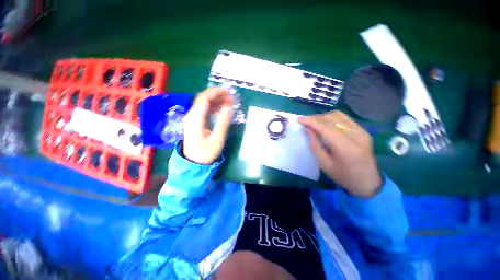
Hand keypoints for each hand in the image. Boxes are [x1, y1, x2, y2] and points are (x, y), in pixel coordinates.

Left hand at [182, 88, 233, 163]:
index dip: (215, 92)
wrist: (193, 163)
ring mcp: (192, 118)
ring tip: (229, 101)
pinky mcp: (195, 122)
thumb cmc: (206, 153)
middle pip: (203, 99)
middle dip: (217, 95)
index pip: (204, 99)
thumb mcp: (217, 139)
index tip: (228, 92)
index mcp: (195, 119)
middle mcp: (191, 115)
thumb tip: (229, 107)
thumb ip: (223, 122)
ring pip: (203, 104)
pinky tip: (221, 108)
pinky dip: (213, 107)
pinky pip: (204, 110)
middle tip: (231, 97)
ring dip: (216, 100)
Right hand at [299, 111, 381, 197]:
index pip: (326, 127)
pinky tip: (325, 124)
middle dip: (316, 118)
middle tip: (305, 122)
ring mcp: (362, 131)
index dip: (311, 121)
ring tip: (314, 122)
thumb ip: (315, 145)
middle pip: (332, 118)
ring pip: (338, 115)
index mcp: (346, 147)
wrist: (368, 181)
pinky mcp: (363, 130)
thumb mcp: (324, 164)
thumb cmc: (343, 176)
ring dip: (323, 117)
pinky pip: (344, 118)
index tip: (299, 119)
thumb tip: (307, 129)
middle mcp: (356, 135)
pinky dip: (331, 118)